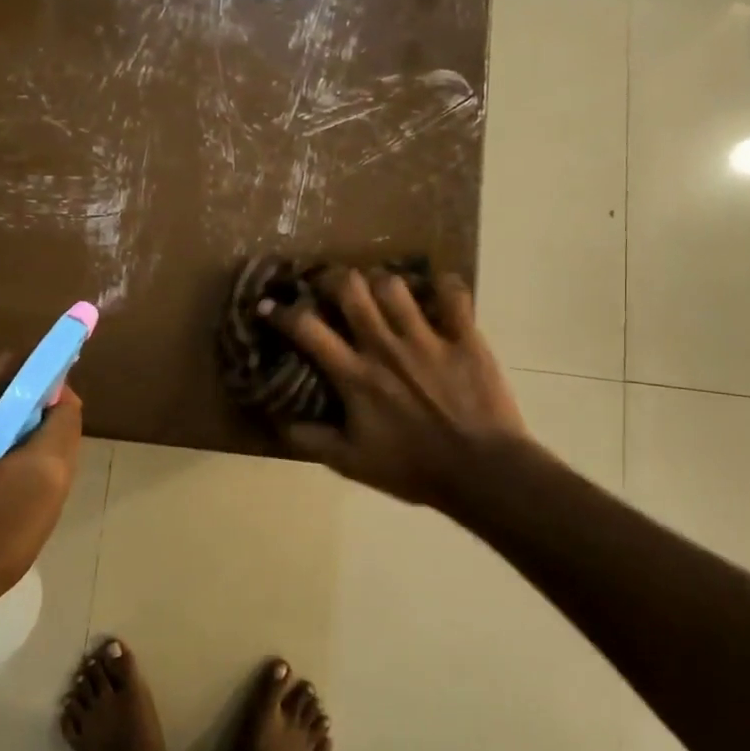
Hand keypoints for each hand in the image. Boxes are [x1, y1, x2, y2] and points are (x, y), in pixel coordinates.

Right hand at [262, 268, 535, 509]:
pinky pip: (453, 294)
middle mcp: (385, 347)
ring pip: (395, 285)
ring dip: (382, 283)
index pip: (308, 330)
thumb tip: (278, 422)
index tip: (268, 305)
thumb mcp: (352, 463)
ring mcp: (427, 338)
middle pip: (350, 289)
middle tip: (331, 287)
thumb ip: (312, 439)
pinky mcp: (465, 337)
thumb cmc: (414, 468)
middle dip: (333, 279)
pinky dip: (444, 287)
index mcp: (355, 375)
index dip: (282, 312)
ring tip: (382, 292)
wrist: (481, 472)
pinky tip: (438, 292)